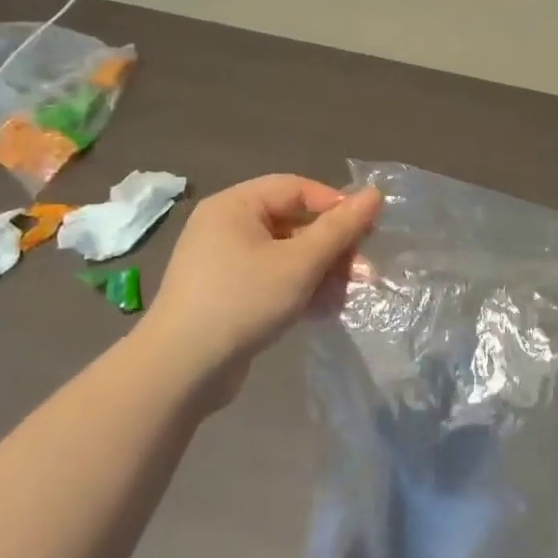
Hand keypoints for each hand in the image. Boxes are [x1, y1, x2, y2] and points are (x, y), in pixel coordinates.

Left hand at [138, 175, 380, 394]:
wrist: (182, 370)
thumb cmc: (243, 301)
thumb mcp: (301, 262)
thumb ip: (340, 228)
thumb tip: (375, 194)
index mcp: (235, 206)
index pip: (297, 188)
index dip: (336, 205)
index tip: (367, 232)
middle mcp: (227, 226)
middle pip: (295, 222)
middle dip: (333, 248)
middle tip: (363, 272)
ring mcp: (225, 262)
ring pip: (288, 254)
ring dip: (323, 272)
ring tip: (347, 296)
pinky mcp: (229, 293)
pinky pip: (274, 278)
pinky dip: (300, 289)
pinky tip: (324, 311)